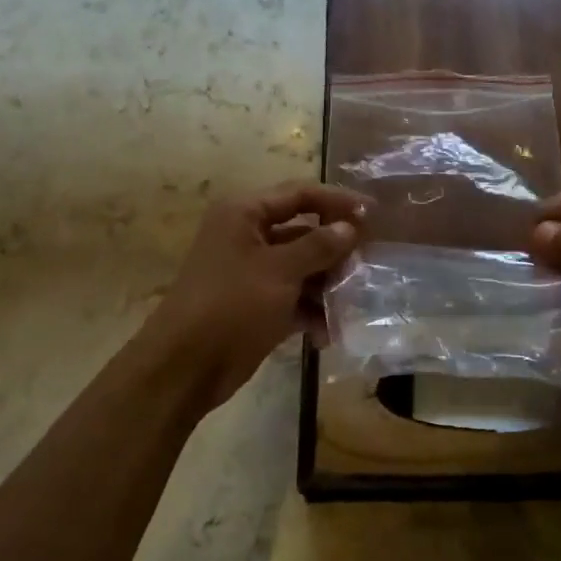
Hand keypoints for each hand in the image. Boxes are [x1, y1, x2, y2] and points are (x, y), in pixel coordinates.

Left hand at [143, 182, 365, 406]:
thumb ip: (318, 246)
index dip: (338, 201)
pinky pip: (293, 298)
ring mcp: (251, 273)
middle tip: (366, 267)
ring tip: (350, 305)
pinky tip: (327, 333)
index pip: (300, 194)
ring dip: (327, 286)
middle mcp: (247, 237)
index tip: (374, 215)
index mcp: (244, 215)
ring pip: (301, 268)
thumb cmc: (232, 305)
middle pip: (303, 232)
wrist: (186, 367)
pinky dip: (311, 312)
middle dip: (335, 251)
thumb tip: (350, 227)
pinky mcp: (256, 306)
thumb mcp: (280, 271)